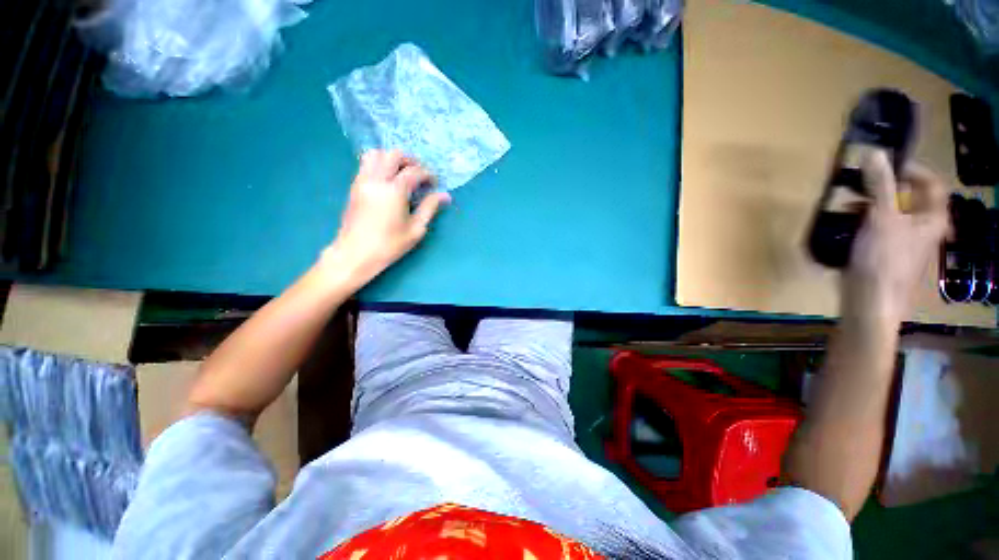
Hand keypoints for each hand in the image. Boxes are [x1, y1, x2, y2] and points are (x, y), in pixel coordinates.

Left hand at [323, 149, 449, 287]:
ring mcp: (362, 181)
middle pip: (393, 154)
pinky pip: (366, 164)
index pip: (414, 171)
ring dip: (391, 159)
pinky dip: (379, 165)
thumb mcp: (416, 229)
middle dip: (410, 161)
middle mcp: (376, 179)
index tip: (434, 184)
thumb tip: (445, 195)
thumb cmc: (389, 245)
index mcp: (394, 190)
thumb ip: (430, 208)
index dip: (427, 174)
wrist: (355, 254)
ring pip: (375, 154)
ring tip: (402, 174)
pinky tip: (388, 181)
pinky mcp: (354, 186)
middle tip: (420, 175)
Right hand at [842, 150, 948, 325]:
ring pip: (889, 212)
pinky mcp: (883, 251)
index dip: (911, 169)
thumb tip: (874, 151)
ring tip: (845, 204)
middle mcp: (921, 226)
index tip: (883, 165)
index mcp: (931, 217)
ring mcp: (902, 240)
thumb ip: (880, 184)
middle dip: (882, 188)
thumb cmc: (883, 259)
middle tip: (858, 184)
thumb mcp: (882, 217)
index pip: (930, 183)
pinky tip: (844, 223)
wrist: (869, 300)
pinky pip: (876, 227)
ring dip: (868, 204)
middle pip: (907, 197)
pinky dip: (862, 221)